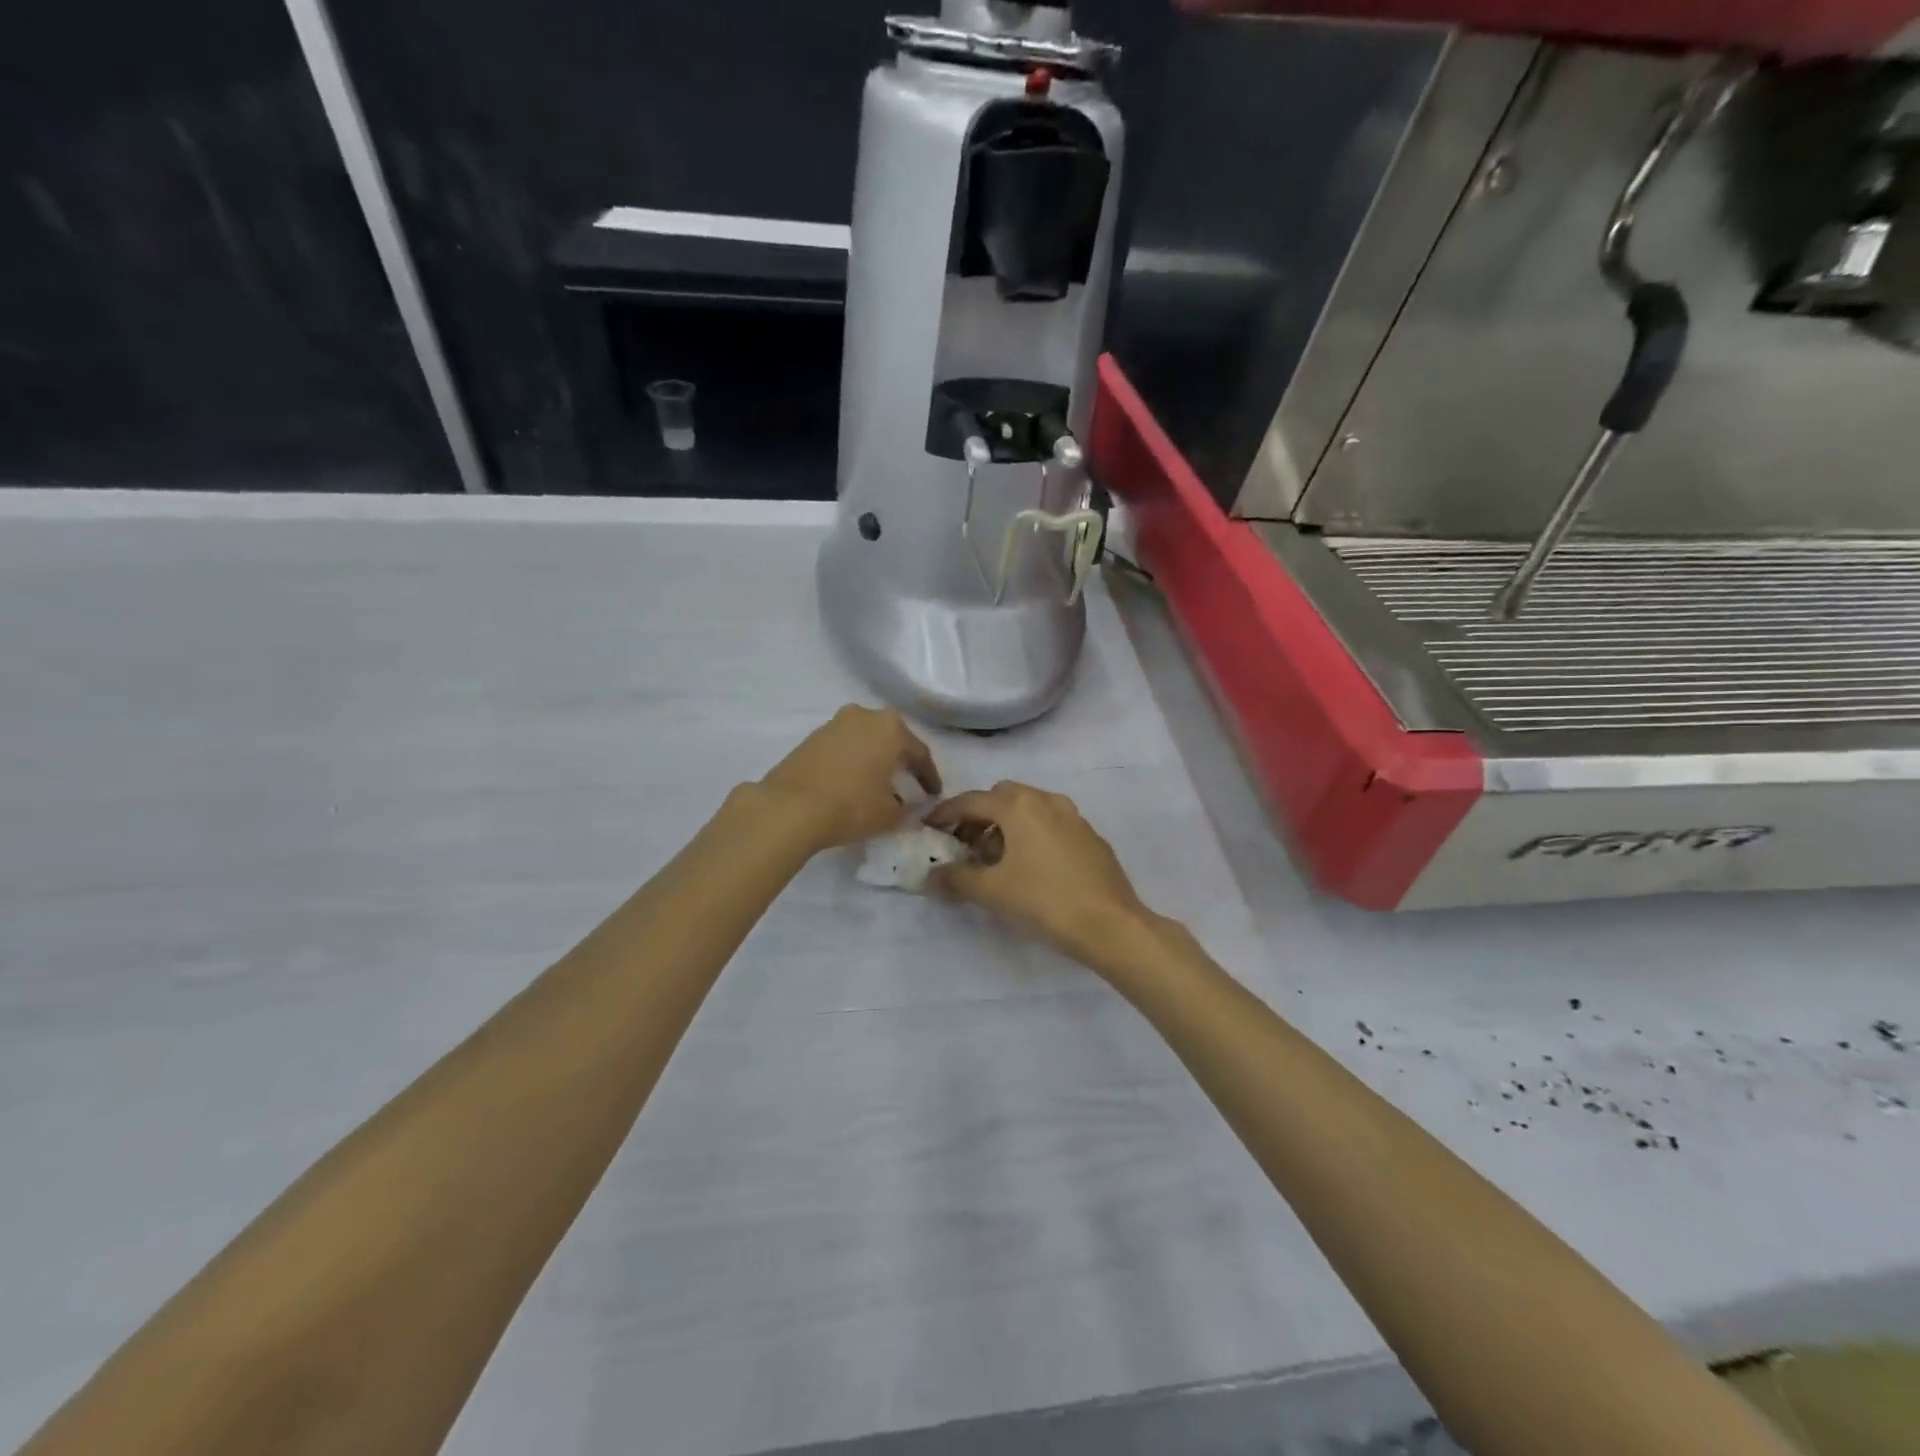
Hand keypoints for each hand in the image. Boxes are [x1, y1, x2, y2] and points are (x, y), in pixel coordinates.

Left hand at [759, 705, 940, 850]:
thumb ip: (907, 809)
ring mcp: (834, 724)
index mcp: (891, 728)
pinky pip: (842, 747)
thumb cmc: (851, 805)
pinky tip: (851, 782)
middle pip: (891, 739)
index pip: (919, 753)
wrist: (790, 807)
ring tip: (878, 783)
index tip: (933, 795)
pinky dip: (851, 761)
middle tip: (909, 782)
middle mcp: (864, 716)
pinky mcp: (811, 738)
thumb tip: (906, 806)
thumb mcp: (890, 815)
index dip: (929, 777)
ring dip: (873, 758)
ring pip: (864, 740)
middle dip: (900, 760)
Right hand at [925, 782, 1166, 973]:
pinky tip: (1029, 868)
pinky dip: (1031, 835)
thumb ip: (955, 878)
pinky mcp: (1090, 837)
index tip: (927, 830)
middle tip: (962, 846)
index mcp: (1019, 805)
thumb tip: (930, 876)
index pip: (970, 801)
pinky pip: (1050, 825)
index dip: (944, 814)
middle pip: (1000, 797)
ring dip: (1005, 826)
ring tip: (993, 860)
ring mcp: (1073, 816)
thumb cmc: (1044, 901)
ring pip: (1028, 809)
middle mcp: (1046, 799)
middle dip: (977, 817)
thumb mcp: (991, 891)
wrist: (1111, 925)